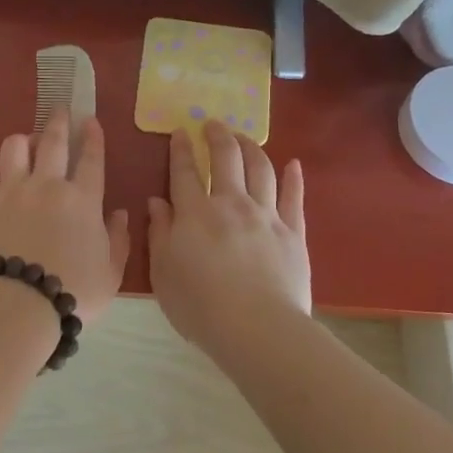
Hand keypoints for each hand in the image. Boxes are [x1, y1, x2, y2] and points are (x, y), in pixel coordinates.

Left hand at [0, 110, 130, 323]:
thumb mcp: (111, 274)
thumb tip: (118, 213)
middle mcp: (47, 185)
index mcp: (83, 199)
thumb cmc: (72, 293)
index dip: (93, 136)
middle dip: (58, 121)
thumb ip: (118, 240)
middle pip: (53, 141)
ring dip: (23, 141)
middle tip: (60, 110)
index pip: (91, 158)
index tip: (90, 120)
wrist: (17, 306)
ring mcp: (11, 191)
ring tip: (26, 144)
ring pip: (14, 147)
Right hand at [147, 120, 310, 357]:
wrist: (257, 329)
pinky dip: (294, 177)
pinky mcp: (294, 232)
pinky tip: (293, 164)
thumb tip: (157, 202)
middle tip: (213, 124)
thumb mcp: (163, 272)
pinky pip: (294, 197)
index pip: (184, 171)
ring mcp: (266, 215)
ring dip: (252, 147)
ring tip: (245, 138)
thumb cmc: (200, 306)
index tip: (180, 132)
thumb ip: (159, 233)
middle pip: (226, 158)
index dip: (180, 149)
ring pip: (261, 169)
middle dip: (218, 135)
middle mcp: (231, 203)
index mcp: (195, 213)